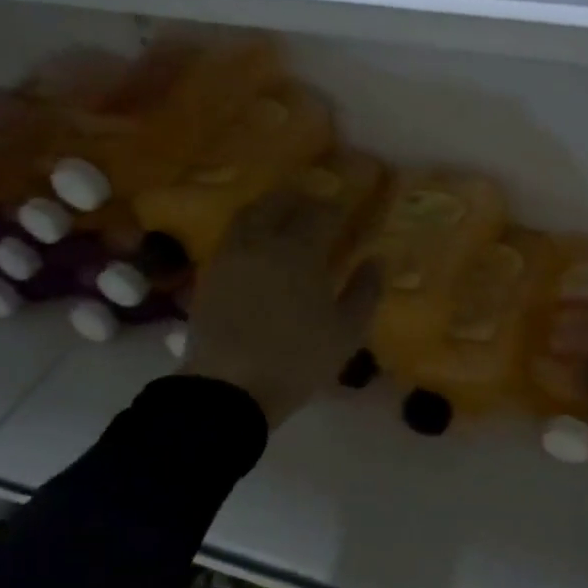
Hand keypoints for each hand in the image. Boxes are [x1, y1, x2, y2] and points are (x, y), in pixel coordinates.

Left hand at [180, 189, 380, 426]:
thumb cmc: (296, 359)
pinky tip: (261, 248)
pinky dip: (250, 230)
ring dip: (272, 209)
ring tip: (288, 220)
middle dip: (303, 198)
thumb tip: (377, 259)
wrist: (228, 389)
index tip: (351, 209)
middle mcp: (262, 242)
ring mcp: (231, 256)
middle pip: (280, 202)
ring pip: (250, 214)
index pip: (322, 212)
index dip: (339, 206)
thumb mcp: (347, 332)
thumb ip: (366, 290)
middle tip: (319, 207)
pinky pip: (233, 236)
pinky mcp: (210, 274)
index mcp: (299, 251)